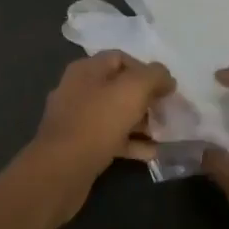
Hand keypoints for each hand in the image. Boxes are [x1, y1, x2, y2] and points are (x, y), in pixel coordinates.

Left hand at [18, 51, 174, 228]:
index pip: (121, 58)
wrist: (61, 170)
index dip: (146, 70)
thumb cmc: (97, 122)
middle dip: (146, 98)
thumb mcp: (133, 90)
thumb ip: (154, 76)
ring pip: (116, 114)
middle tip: (167, 112)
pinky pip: (110, 138)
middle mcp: (78, 89)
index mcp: (87, 70)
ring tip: (164, 133)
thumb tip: (166, 77)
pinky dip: (131, 143)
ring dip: (142, 122)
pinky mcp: (79, 146)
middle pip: (119, 87)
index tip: (166, 87)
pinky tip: (151, 153)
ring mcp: (77, 119)